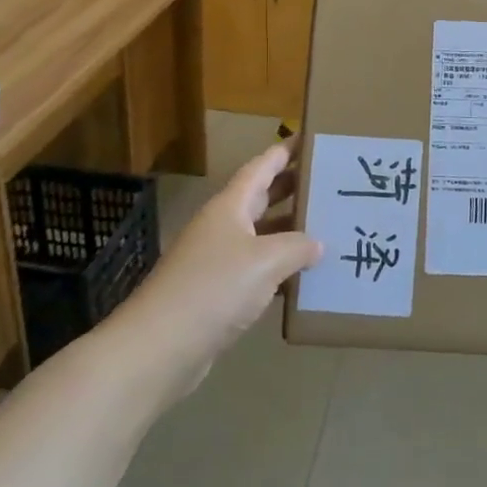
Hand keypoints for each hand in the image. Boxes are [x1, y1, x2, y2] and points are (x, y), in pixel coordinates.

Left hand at [129, 142, 321, 388]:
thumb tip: (317, 244)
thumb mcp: (265, 260)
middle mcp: (223, 227)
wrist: (159, 348)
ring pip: (261, 236)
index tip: (310, 138)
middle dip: (292, 188)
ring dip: (290, 231)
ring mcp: (218, 261)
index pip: (261, 168)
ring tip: (327, 226)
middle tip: (328, 180)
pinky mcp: (218, 295)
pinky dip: (281, 269)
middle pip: (261, 199)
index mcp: (230, 207)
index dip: (283, 152)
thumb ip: (296, 247)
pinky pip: (257, 270)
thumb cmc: (213, 288)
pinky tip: (305, 276)